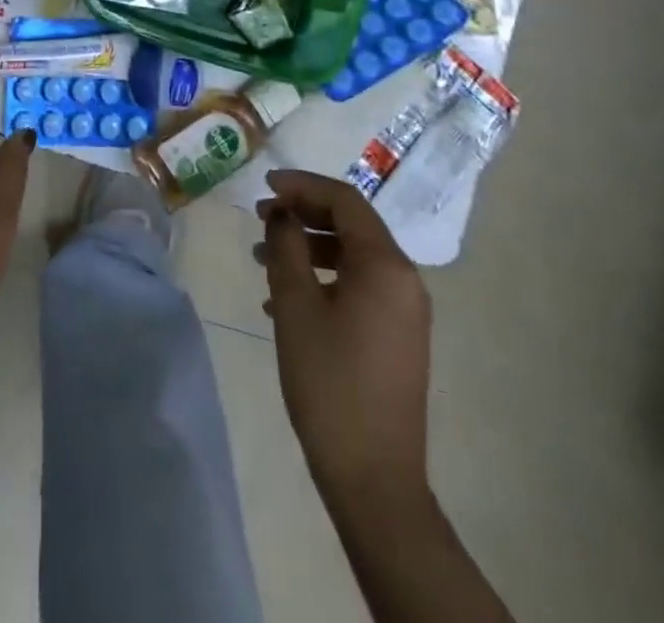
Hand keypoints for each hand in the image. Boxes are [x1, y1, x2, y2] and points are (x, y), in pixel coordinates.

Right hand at [256, 169, 433, 511]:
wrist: (374, 478)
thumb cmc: (330, 382)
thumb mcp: (296, 306)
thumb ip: (286, 246)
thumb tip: (281, 212)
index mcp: (386, 265)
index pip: (345, 200)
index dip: (302, 185)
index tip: (263, 184)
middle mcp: (404, 279)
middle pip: (351, 224)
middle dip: (303, 213)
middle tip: (259, 216)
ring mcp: (404, 310)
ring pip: (352, 256)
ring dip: (308, 247)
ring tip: (263, 256)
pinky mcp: (396, 336)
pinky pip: (358, 286)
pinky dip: (322, 278)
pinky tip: (283, 298)